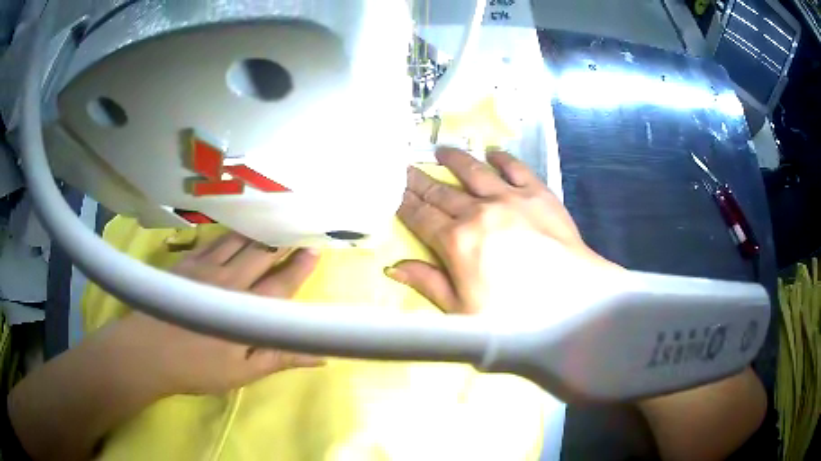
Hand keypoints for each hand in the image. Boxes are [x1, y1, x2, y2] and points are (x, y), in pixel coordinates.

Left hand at [111, 233, 323, 395]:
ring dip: (257, 232)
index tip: (315, 249)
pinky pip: (213, 241)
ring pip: (238, 241)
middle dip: (282, 240)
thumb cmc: (197, 368)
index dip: (300, 267)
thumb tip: (319, 355)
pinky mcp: (186, 262)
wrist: (147, 351)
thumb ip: (279, 358)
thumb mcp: (242, 373)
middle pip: (261, 254)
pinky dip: (229, 234)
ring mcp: (205, 268)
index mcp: (246, 311)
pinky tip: (235, 231)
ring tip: (272, 222)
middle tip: (298, 227)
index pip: (280, 285)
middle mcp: (229, 282)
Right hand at [387, 148, 618, 314]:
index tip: (392, 190)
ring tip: (441, 151)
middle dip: (420, 180)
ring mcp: (510, 198)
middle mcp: (478, 212)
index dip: (404, 203)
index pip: (421, 217)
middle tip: (406, 167)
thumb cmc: (515, 314)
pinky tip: (492, 153)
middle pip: (441, 192)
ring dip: (455, 160)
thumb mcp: (462, 311)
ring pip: (474, 172)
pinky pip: (515, 168)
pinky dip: (501, 158)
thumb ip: (428, 283)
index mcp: (456, 241)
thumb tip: (393, 267)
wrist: (573, 299)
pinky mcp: (538, 193)